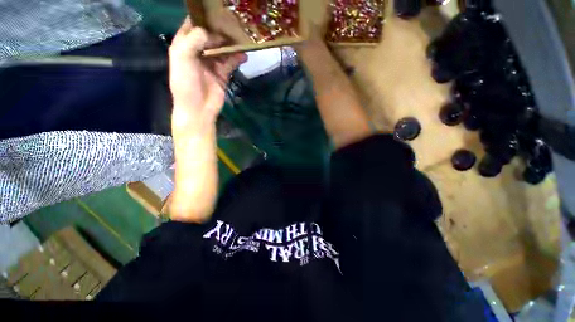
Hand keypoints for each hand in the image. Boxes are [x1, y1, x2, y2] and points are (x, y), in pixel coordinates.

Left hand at [169, 17, 246, 130]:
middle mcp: (198, 52)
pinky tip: (244, 56)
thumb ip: (193, 41)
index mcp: (184, 46)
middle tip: (234, 23)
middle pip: (210, 36)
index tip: (215, 10)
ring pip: (222, 49)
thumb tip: (209, 31)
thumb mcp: (183, 59)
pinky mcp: (222, 74)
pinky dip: (237, 59)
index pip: (192, 26)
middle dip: (220, 30)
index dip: (202, 18)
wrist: (198, 109)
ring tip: (241, 38)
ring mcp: (211, 64)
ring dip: (231, 45)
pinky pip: (230, 63)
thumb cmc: (186, 84)